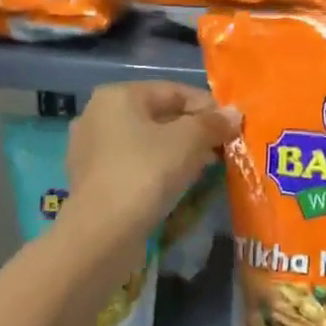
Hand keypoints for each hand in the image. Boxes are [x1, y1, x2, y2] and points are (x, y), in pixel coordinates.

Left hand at [63, 82, 239, 246]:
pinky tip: (177, 185)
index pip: (174, 91)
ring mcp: (91, 149)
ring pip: (146, 142)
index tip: (233, 127)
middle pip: (159, 115)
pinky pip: (133, 165)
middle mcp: (98, 115)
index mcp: (118, 95)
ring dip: (178, 152)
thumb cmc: (145, 173)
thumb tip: (234, 114)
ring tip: (206, 168)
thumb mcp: (188, 141)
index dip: (208, 107)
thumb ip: (213, 123)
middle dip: (194, 131)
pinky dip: (157, 169)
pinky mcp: (92, 180)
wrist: (102, 234)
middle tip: (223, 149)